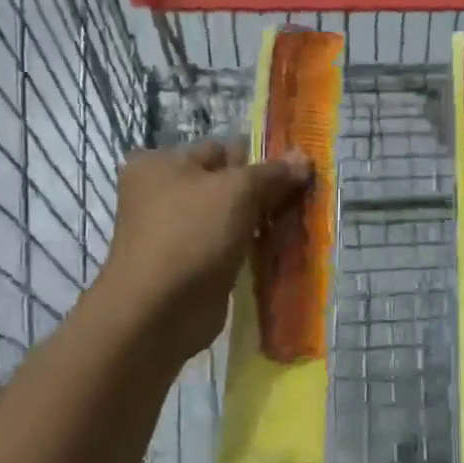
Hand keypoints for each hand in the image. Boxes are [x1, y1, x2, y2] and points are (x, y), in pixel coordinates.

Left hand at [96, 140, 311, 362]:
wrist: (158, 313)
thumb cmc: (191, 235)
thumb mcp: (238, 191)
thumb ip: (273, 173)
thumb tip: (304, 157)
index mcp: (162, 163)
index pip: (222, 149)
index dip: (261, 156)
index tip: (298, 168)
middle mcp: (163, 193)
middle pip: (227, 182)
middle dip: (265, 189)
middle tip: (306, 194)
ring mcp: (176, 231)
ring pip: (231, 215)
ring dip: (262, 219)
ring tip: (300, 219)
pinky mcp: (191, 263)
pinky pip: (230, 244)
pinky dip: (253, 245)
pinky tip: (284, 246)